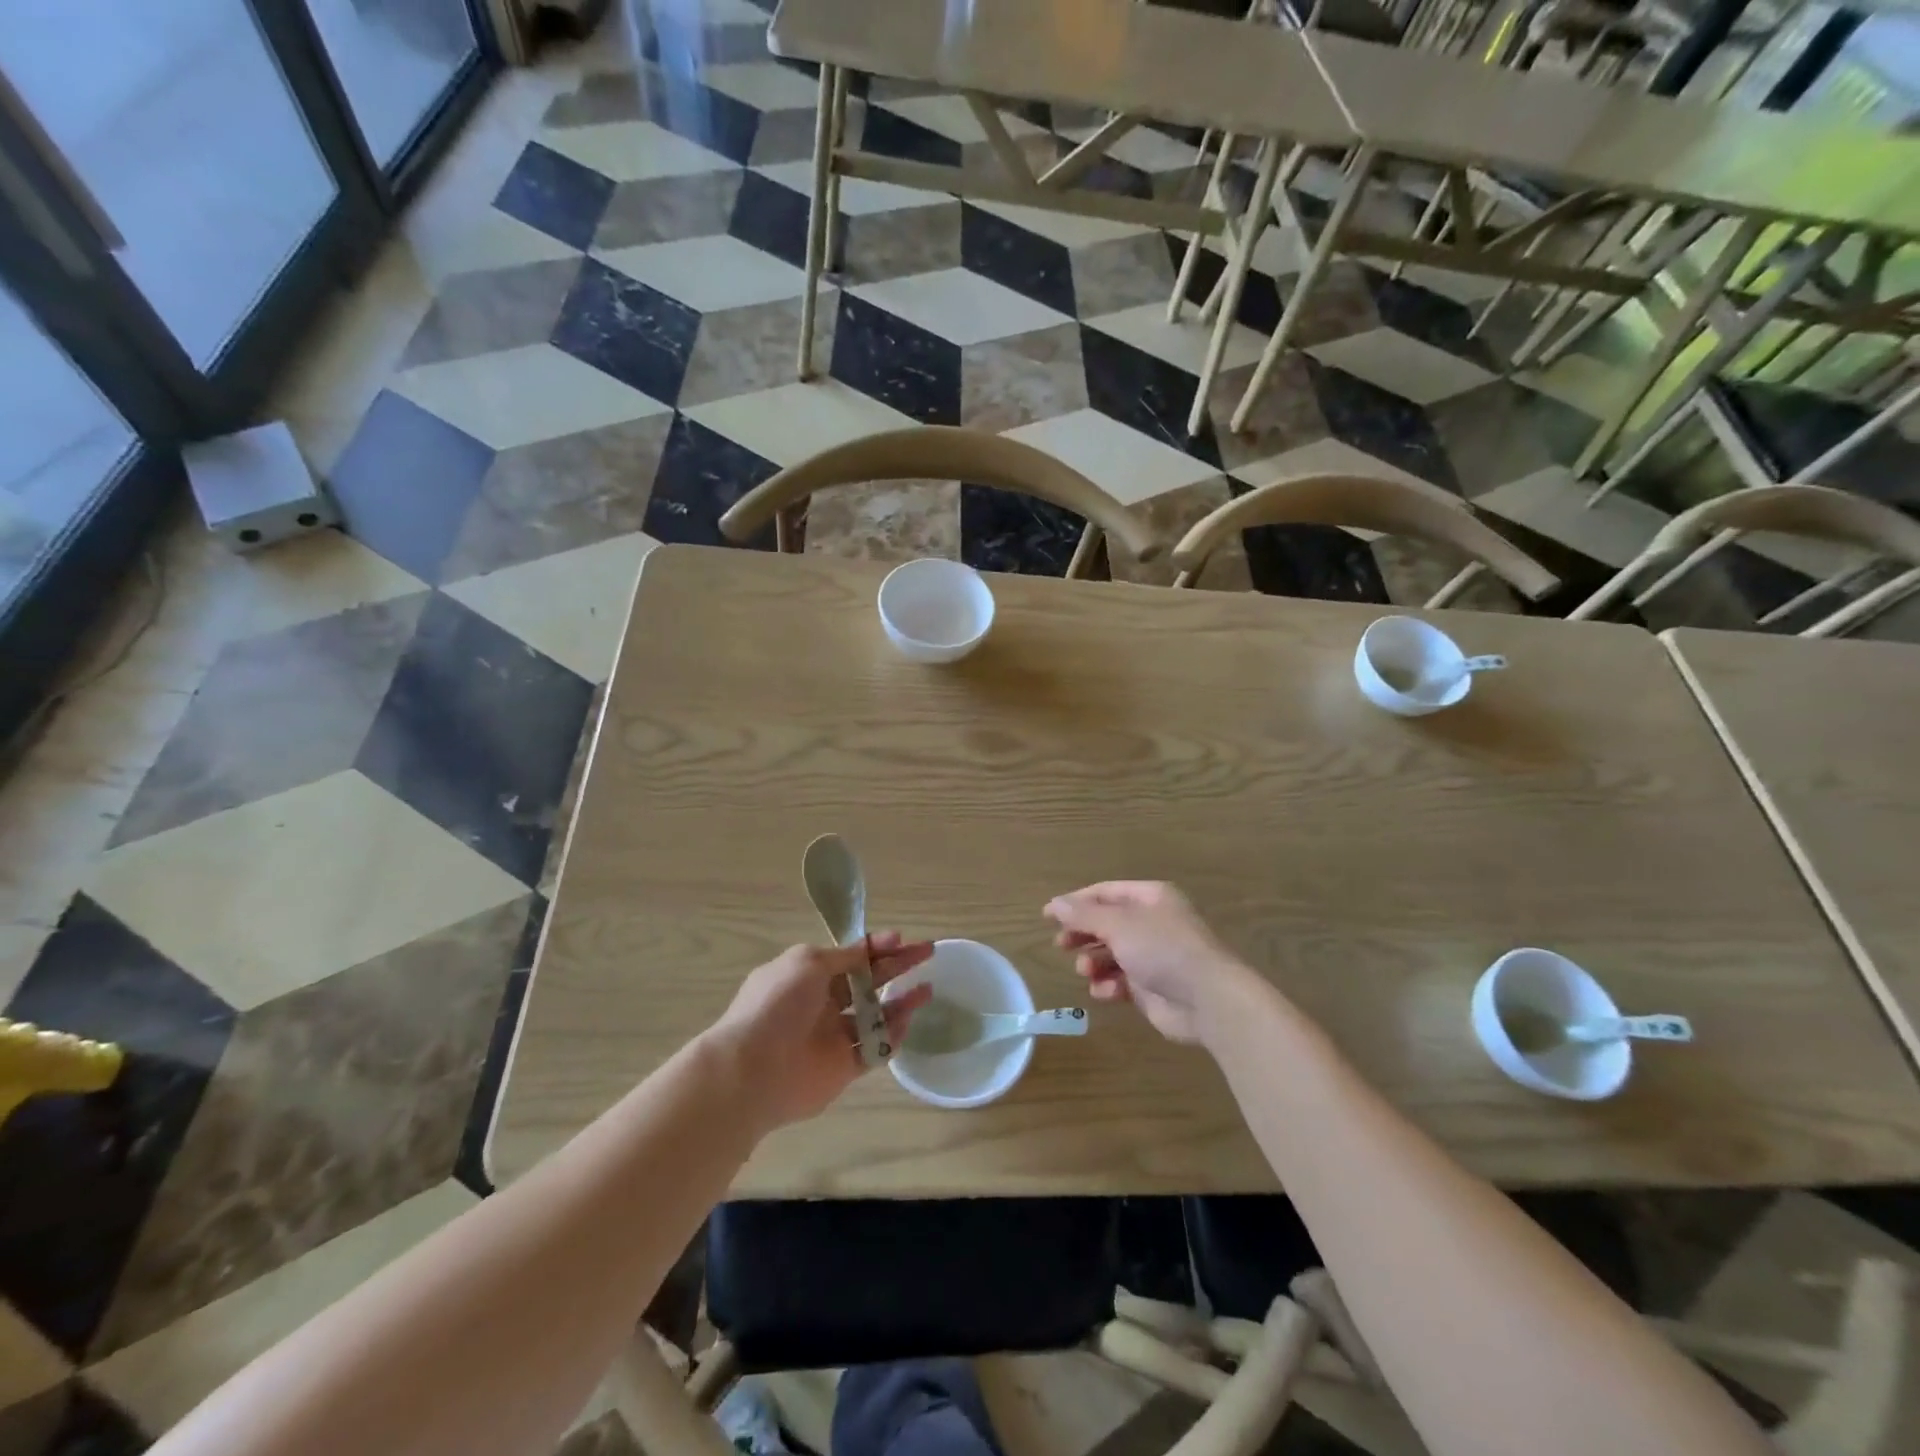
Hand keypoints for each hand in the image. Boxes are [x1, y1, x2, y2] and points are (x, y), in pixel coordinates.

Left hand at [710, 934, 933, 1128]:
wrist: (753, 1070)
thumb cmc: (777, 1005)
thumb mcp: (807, 963)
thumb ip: (843, 957)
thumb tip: (869, 947)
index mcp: (807, 975)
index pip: (849, 957)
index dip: (876, 946)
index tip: (902, 939)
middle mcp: (820, 1003)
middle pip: (866, 982)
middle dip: (896, 966)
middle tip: (927, 953)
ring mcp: (832, 1037)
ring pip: (874, 1016)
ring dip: (900, 1002)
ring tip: (927, 990)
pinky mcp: (842, 1069)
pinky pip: (873, 1050)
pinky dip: (891, 1037)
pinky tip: (908, 1022)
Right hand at [1045, 882, 1249, 1043]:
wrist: (1208, 1000)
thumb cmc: (1163, 949)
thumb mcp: (1118, 925)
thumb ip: (1084, 915)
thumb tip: (1054, 904)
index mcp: (1150, 898)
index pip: (1104, 893)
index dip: (1075, 903)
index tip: (1047, 916)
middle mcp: (1152, 923)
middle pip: (1106, 923)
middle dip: (1083, 934)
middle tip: (1061, 945)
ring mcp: (1153, 956)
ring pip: (1111, 954)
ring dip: (1093, 962)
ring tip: (1085, 971)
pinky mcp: (1153, 987)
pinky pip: (1121, 981)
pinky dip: (1109, 985)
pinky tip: (1104, 991)